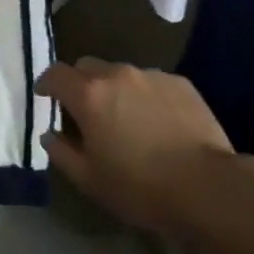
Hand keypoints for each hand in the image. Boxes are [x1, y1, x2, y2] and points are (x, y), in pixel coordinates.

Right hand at [39, 58, 253, 231]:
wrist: (207, 186)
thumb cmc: (140, 187)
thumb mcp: (90, 180)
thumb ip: (62, 152)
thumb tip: (50, 134)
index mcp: (89, 95)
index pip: (56, 74)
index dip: (46, 83)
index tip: (45, 96)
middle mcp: (117, 74)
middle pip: (87, 67)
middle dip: (80, 84)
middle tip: (85, 111)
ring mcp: (151, 75)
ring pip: (121, 74)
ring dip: (115, 90)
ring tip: (126, 119)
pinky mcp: (180, 83)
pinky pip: (151, 83)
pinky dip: (145, 96)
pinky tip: (157, 123)